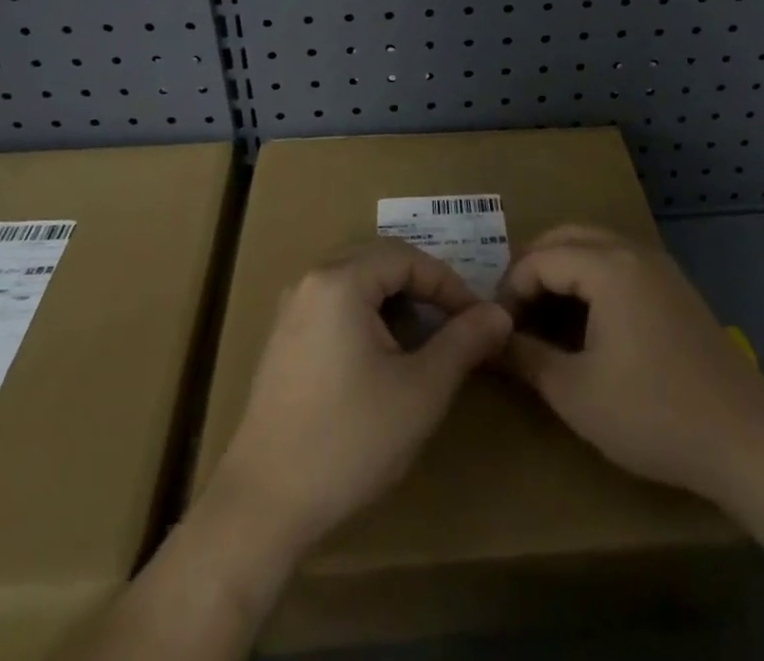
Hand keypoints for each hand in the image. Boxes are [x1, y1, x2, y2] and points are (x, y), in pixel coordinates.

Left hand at [215, 237, 512, 553]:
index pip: (407, 257)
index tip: (478, 319)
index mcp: (340, 280)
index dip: (448, 283)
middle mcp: (310, 281)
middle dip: (422, 286)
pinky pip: (334, 305)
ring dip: (395, 301)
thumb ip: (463, 343)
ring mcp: (290, 310)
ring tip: (425, 338)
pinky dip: (367, 316)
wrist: (263, 506)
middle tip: (455, 321)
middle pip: (379, 261)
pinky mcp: (282, 339)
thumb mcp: (420, 391)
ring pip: (356, 282)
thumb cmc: (349, 441)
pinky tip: (382, 356)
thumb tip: (500, 313)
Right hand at [500, 225, 763, 503]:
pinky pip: (619, 262)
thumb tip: (490, 342)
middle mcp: (632, 252)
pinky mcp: (675, 288)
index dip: (510, 289)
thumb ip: (526, 358)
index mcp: (607, 266)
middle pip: (566, 236)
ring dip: (562, 268)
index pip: (540, 258)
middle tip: (514, 310)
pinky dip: (591, 276)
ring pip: (595, 245)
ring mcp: (658, 267)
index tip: (496, 327)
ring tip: (543, 313)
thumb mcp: (576, 393)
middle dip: (533, 266)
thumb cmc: (653, 413)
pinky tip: (586, 320)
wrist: (747, 439)